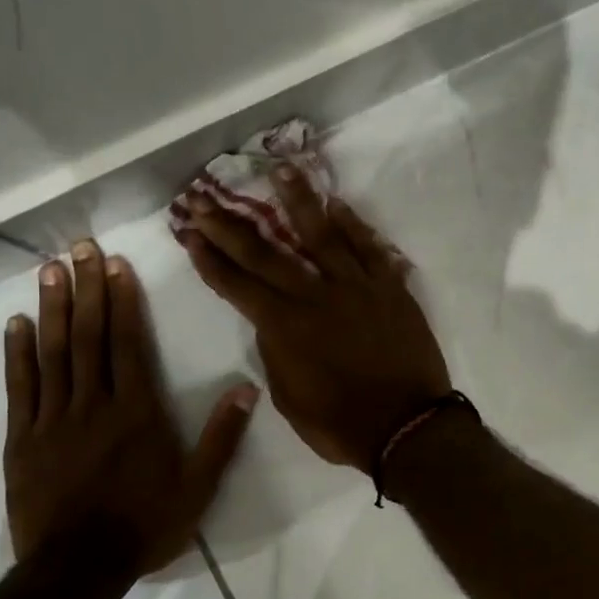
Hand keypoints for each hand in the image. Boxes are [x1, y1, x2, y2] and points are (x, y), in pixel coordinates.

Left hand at [3, 242, 257, 572]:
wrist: (78, 569)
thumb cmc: (145, 526)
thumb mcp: (199, 488)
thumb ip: (221, 436)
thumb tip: (247, 389)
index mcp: (137, 413)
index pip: (128, 345)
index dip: (122, 302)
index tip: (116, 266)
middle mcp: (94, 405)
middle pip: (88, 337)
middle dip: (86, 289)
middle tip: (80, 248)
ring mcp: (53, 420)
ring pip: (52, 354)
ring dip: (52, 308)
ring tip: (49, 270)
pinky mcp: (23, 440)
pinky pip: (20, 388)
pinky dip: (18, 353)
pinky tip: (17, 324)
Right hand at [179, 165, 450, 471]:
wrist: (408, 428)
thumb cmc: (343, 425)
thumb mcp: (291, 399)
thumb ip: (276, 354)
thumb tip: (271, 323)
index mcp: (285, 328)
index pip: (238, 285)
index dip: (210, 259)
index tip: (190, 233)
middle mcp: (316, 297)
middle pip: (268, 252)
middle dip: (232, 225)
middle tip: (206, 197)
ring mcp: (357, 288)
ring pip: (323, 234)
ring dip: (298, 200)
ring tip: (280, 169)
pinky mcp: (391, 289)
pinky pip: (370, 248)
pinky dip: (354, 224)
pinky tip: (338, 204)